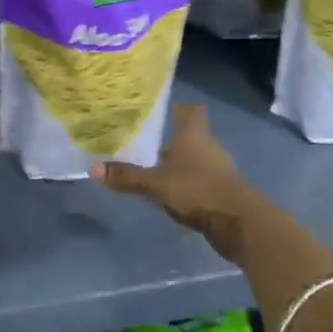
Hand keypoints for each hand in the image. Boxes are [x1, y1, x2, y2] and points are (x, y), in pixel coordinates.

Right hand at [92, 103, 264, 262]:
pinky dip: (187, 182)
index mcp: (193, 134)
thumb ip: (127, 177)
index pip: (189, 109)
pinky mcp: (223, 190)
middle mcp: (208, 145)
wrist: (240, 224)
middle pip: (190, 134)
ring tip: (154, 168)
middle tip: (144, 141)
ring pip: (195, 157)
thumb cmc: (197, 190)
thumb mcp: (156, 185)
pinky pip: (201, 179)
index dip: (176, 107)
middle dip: (170, 138)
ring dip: (179, 162)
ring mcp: (219, 168)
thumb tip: (92, 168)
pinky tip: (172, 193)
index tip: (158, 110)